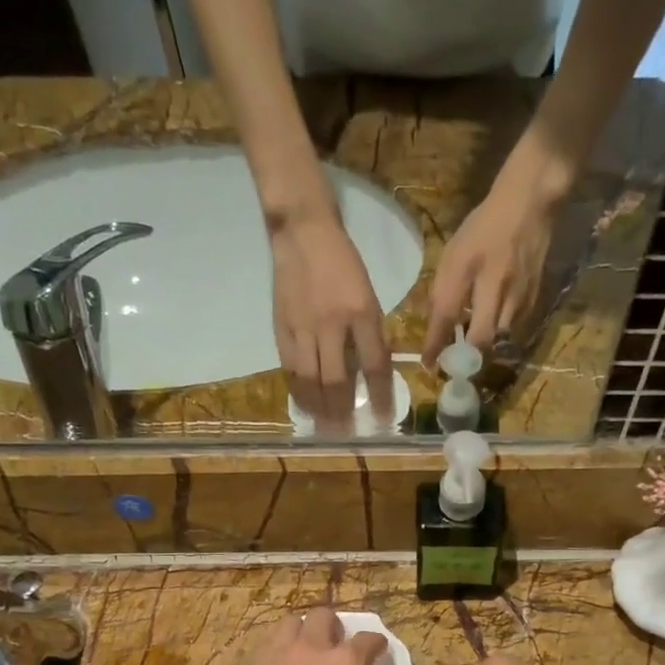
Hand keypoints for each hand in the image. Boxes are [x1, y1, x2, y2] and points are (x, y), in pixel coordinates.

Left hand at [199, 606, 393, 664]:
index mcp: (346, 664)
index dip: (376, 644)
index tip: (378, 651)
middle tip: (333, 646)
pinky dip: (277, 651)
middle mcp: (313, 647)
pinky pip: (267, 645)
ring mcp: (278, 652)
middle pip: (324, 616)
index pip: (368, 639)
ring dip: (301, 631)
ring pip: (291, 622)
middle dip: (333, 627)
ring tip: (302, 651)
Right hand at [269, 211, 393, 432]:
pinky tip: (304, 405)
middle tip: (346, 433)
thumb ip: (371, 333)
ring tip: (325, 428)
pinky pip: (290, 368)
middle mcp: (332, 324)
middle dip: (343, 411)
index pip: (374, 365)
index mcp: (361, 313)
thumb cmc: (343, 262)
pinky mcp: (282, 327)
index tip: (382, 419)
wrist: (303, 232)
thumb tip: (373, 373)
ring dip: (319, 408)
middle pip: (337, 380)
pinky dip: (297, 391)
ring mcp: (303, 327)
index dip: (379, 396)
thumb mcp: (369, 295)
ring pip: (310, 379)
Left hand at [422, 168, 557, 364]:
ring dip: (485, 347)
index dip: (436, 343)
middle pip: (481, 338)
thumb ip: (445, 288)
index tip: (428, 364)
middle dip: (467, 357)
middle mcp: (495, 284)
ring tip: (474, 349)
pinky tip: (495, 329)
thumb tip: (437, 325)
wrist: (529, 204)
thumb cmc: (484, 226)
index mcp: (468, 267)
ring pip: (499, 337)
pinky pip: (515, 328)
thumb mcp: (455, 252)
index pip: (446, 314)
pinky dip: (502, 334)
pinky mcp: (534, 298)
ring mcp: (518, 293)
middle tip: (457, 364)